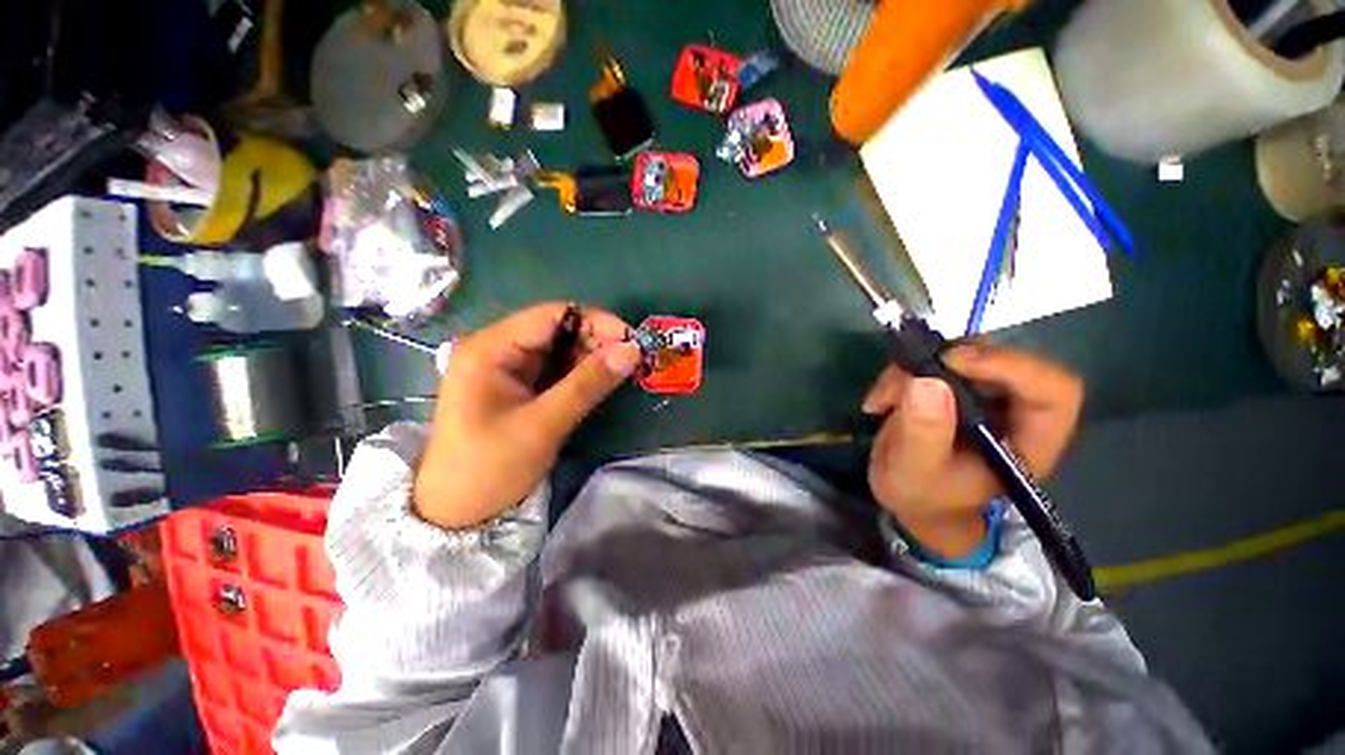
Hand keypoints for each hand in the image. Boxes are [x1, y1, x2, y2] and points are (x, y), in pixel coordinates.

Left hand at [413, 303, 641, 529]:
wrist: (455, 514)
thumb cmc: (490, 468)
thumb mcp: (543, 425)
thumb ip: (588, 384)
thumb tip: (632, 351)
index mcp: (490, 348)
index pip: (552, 315)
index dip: (595, 321)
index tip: (632, 338)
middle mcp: (496, 349)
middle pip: (557, 329)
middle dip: (597, 340)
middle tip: (633, 358)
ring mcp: (506, 368)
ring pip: (560, 349)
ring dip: (592, 357)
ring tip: (623, 369)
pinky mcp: (516, 386)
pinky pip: (555, 369)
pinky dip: (581, 372)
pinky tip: (602, 380)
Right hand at [862, 343, 1082, 558]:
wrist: (909, 497)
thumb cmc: (922, 496)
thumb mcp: (915, 471)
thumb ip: (924, 433)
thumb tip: (927, 381)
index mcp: (1030, 440)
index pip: (1053, 390)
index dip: (1012, 366)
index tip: (952, 361)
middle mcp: (1016, 409)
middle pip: (1001, 360)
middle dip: (944, 364)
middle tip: (900, 380)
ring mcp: (985, 394)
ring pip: (961, 353)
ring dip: (913, 369)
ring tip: (882, 400)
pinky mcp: (954, 385)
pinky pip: (932, 359)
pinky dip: (900, 373)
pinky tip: (879, 402)